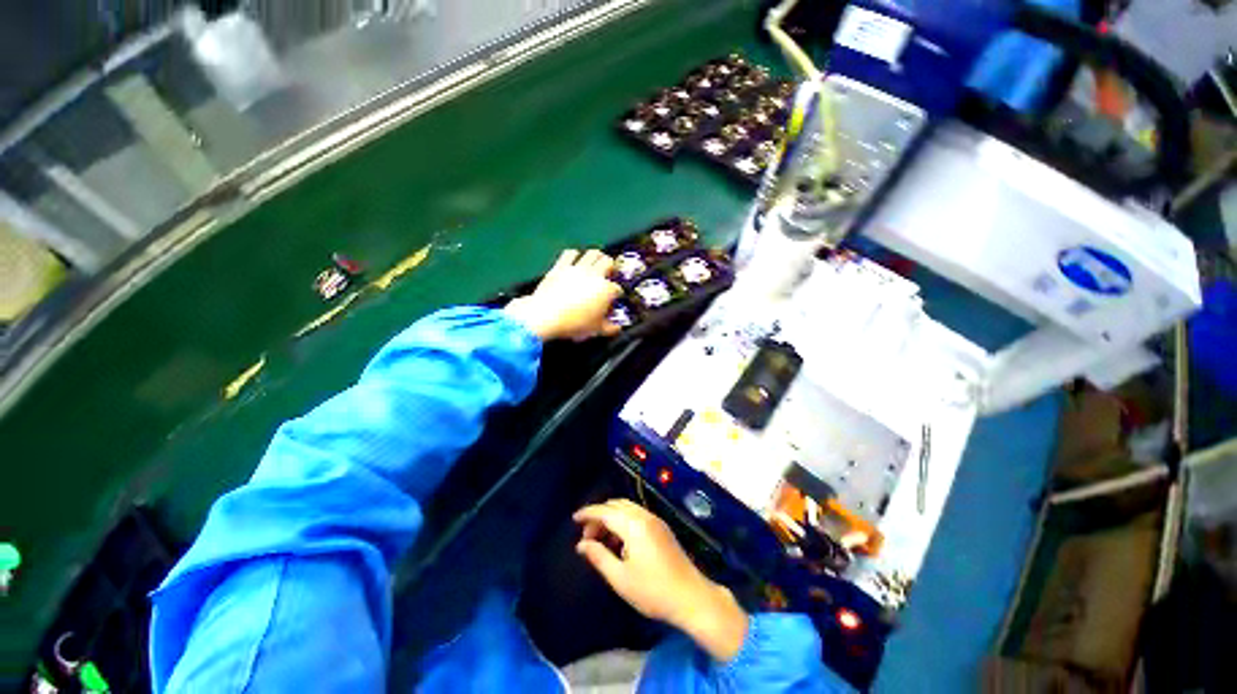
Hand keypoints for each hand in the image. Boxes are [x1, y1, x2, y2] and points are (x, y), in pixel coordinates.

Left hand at [503, 249, 623, 340]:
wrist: (546, 316)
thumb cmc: (573, 324)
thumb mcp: (596, 330)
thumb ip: (610, 328)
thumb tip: (616, 328)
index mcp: (606, 290)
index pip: (617, 289)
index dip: (617, 295)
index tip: (613, 300)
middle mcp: (595, 275)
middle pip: (608, 262)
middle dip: (611, 268)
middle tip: (608, 275)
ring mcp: (578, 268)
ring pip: (593, 253)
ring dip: (597, 257)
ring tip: (596, 264)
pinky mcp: (561, 266)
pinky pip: (571, 253)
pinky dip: (575, 256)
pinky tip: (575, 261)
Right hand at [574, 499, 748, 661]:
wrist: (692, 597)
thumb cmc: (653, 591)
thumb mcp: (621, 578)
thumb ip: (599, 557)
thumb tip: (581, 545)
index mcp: (634, 525)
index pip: (605, 511)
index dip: (588, 513)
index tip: (573, 519)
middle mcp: (645, 516)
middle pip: (616, 506)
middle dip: (599, 516)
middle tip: (587, 536)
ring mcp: (655, 520)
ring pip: (627, 509)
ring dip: (611, 518)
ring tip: (601, 541)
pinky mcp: (662, 528)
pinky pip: (637, 515)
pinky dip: (623, 522)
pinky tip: (619, 543)